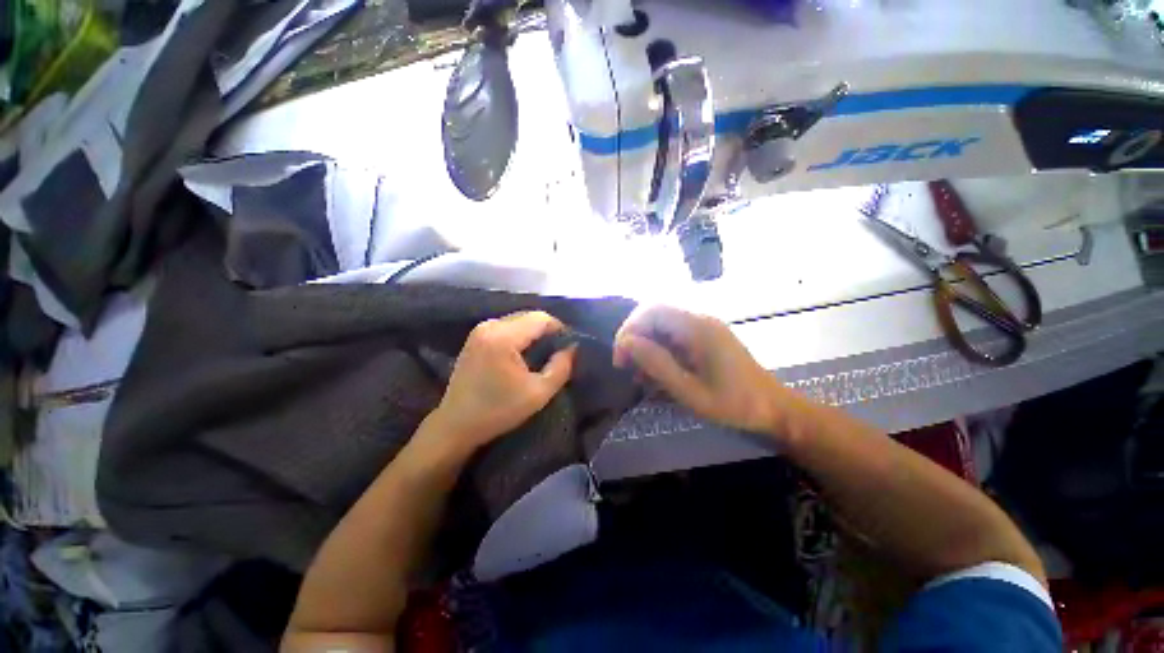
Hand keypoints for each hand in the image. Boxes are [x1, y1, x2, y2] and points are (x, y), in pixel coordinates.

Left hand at [429, 311, 575, 453]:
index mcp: (503, 337)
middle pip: (529, 316)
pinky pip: (506, 326)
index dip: (559, 329)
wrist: (456, 424)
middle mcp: (490, 326)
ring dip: (533, 333)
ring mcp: (480, 330)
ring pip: (518, 320)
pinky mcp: (476, 336)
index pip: (541, 318)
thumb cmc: (498, 411)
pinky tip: (523, 354)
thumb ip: (561, 367)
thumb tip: (572, 347)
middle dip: (547, 330)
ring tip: (542, 354)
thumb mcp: (538, 393)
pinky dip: (520, 335)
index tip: (568, 346)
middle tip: (557, 352)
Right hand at [613, 305, 792, 435]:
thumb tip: (627, 342)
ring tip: (640, 375)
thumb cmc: (734, 404)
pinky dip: (659, 352)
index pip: (651, 310)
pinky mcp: (705, 338)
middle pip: (654, 315)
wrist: (774, 410)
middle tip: (625, 366)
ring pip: (661, 326)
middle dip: (634, 338)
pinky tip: (657, 374)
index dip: (629, 329)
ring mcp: (703, 328)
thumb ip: (657, 364)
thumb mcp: (690, 391)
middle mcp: (699, 320)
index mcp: (697, 327)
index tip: (621, 358)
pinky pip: (673, 337)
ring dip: (646, 346)